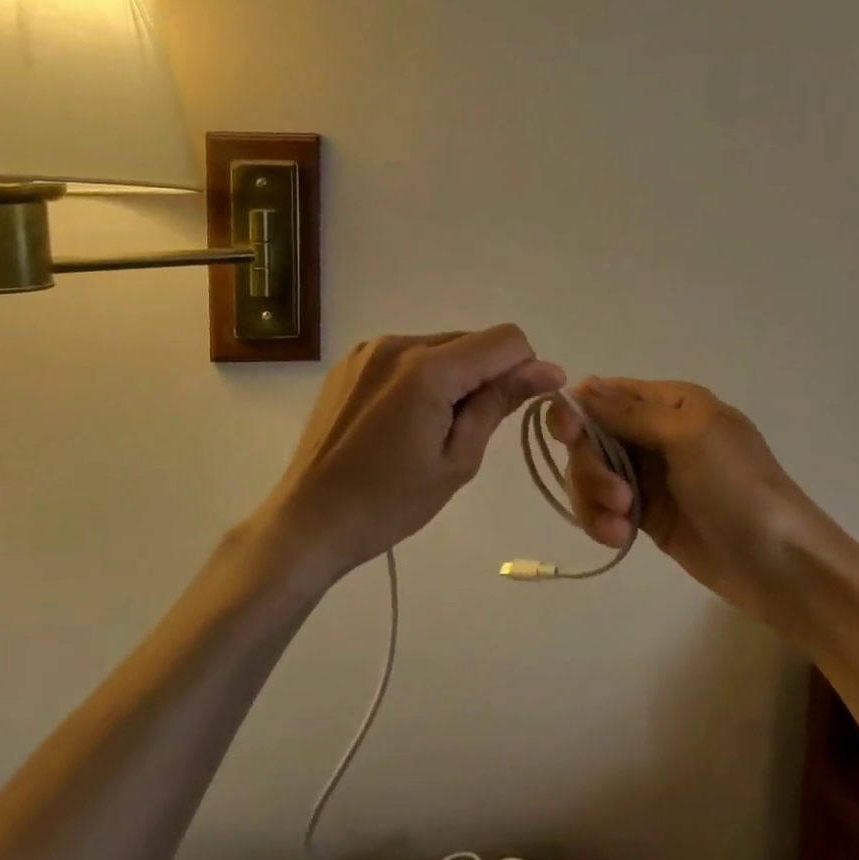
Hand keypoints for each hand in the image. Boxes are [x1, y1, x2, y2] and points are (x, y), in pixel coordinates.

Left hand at [260, 328, 564, 584]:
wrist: (310, 520)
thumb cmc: (390, 503)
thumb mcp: (457, 459)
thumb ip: (499, 403)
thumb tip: (549, 369)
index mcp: (428, 368)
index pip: (505, 339)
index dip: (524, 369)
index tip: (518, 407)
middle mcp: (398, 343)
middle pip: (471, 341)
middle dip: (485, 377)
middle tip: (465, 432)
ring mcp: (369, 349)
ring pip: (439, 347)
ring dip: (452, 377)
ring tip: (427, 430)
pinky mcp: (351, 361)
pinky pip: (406, 355)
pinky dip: (421, 377)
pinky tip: (400, 421)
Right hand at [549, 378, 834, 628]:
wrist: (782, 567)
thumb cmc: (739, 489)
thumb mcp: (688, 436)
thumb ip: (630, 412)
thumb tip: (581, 387)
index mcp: (669, 402)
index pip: (603, 393)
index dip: (577, 411)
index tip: (567, 436)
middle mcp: (653, 432)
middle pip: (589, 436)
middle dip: (590, 465)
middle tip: (615, 494)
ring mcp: (648, 475)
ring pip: (589, 473)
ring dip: (594, 497)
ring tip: (620, 523)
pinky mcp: (645, 514)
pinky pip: (601, 506)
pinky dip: (601, 520)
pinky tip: (619, 537)